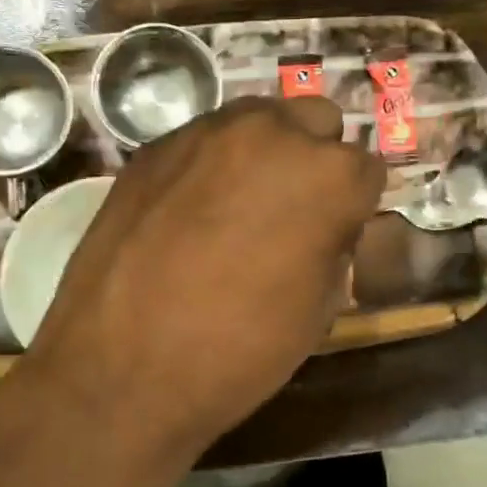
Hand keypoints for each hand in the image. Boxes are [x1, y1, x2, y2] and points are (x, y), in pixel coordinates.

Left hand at [14, 96, 385, 464]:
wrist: (121, 368)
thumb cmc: (238, 351)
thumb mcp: (318, 310)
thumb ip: (333, 245)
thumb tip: (326, 224)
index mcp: (327, 175)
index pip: (365, 169)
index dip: (354, 205)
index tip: (336, 232)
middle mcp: (271, 133)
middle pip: (315, 121)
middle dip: (313, 159)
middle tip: (291, 210)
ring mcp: (205, 132)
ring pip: (257, 118)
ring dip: (263, 150)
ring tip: (239, 203)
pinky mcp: (154, 146)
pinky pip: (203, 139)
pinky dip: (211, 163)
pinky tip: (189, 209)